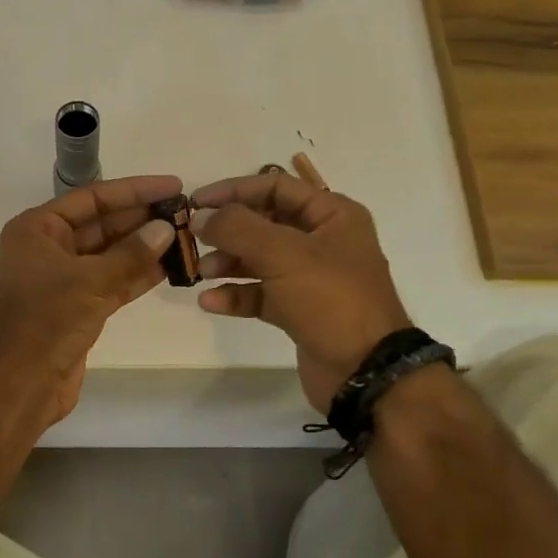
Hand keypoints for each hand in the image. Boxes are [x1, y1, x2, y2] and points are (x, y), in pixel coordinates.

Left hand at [0, 175, 180, 425]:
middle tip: (186, 213)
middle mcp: (48, 249)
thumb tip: (166, 228)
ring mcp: (63, 280)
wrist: (19, 384)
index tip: (173, 186)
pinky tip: (170, 266)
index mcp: (37, 230)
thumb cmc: (45, 321)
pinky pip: (112, 282)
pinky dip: (138, 274)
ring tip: (185, 236)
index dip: (134, 190)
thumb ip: (131, 254)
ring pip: (110, 255)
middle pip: (102, 224)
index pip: (92, 198)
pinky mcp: (78, 308)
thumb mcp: (90, 281)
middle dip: (142, 219)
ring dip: (144, 247)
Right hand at [191, 174, 411, 412]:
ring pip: (259, 260)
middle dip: (228, 230)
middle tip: (193, 238)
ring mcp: (311, 278)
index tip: (196, 202)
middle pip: (264, 223)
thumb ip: (238, 229)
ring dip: (228, 263)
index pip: (276, 187)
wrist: (364, 371)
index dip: (234, 190)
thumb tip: (200, 216)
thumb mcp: (284, 254)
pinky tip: (211, 302)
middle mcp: (323, 241)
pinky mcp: (299, 310)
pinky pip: (261, 294)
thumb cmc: (331, 299)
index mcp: (332, 215)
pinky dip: (236, 295)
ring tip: (201, 273)